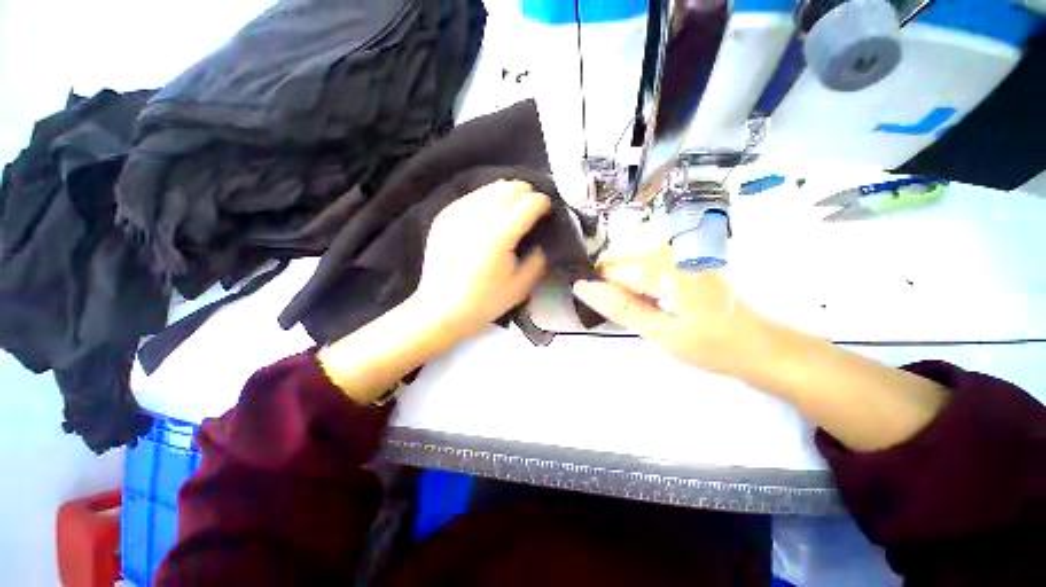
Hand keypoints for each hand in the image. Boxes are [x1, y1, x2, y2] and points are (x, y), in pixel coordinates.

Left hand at [413, 179, 550, 341]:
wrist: (440, 309)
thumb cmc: (484, 302)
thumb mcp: (521, 287)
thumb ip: (538, 260)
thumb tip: (542, 242)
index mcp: (500, 234)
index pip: (529, 202)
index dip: (543, 203)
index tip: (547, 210)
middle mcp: (478, 216)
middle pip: (509, 186)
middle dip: (525, 193)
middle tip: (530, 209)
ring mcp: (457, 213)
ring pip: (489, 188)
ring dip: (506, 195)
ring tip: (511, 212)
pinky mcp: (444, 217)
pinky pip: (471, 198)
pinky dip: (486, 201)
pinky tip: (488, 218)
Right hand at [572, 247, 770, 377]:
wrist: (759, 346)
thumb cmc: (709, 344)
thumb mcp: (658, 330)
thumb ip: (620, 306)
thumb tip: (584, 288)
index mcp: (666, 267)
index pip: (614, 268)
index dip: (600, 284)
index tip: (597, 300)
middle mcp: (674, 252)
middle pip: (625, 259)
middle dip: (614, 281)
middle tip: (620, 306)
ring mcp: (685, 254)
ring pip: (637, 260)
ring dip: (627, 280)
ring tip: (635, 303)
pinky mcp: (690, 260)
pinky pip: (653, 263)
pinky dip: (643, 279)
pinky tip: (650, 296)